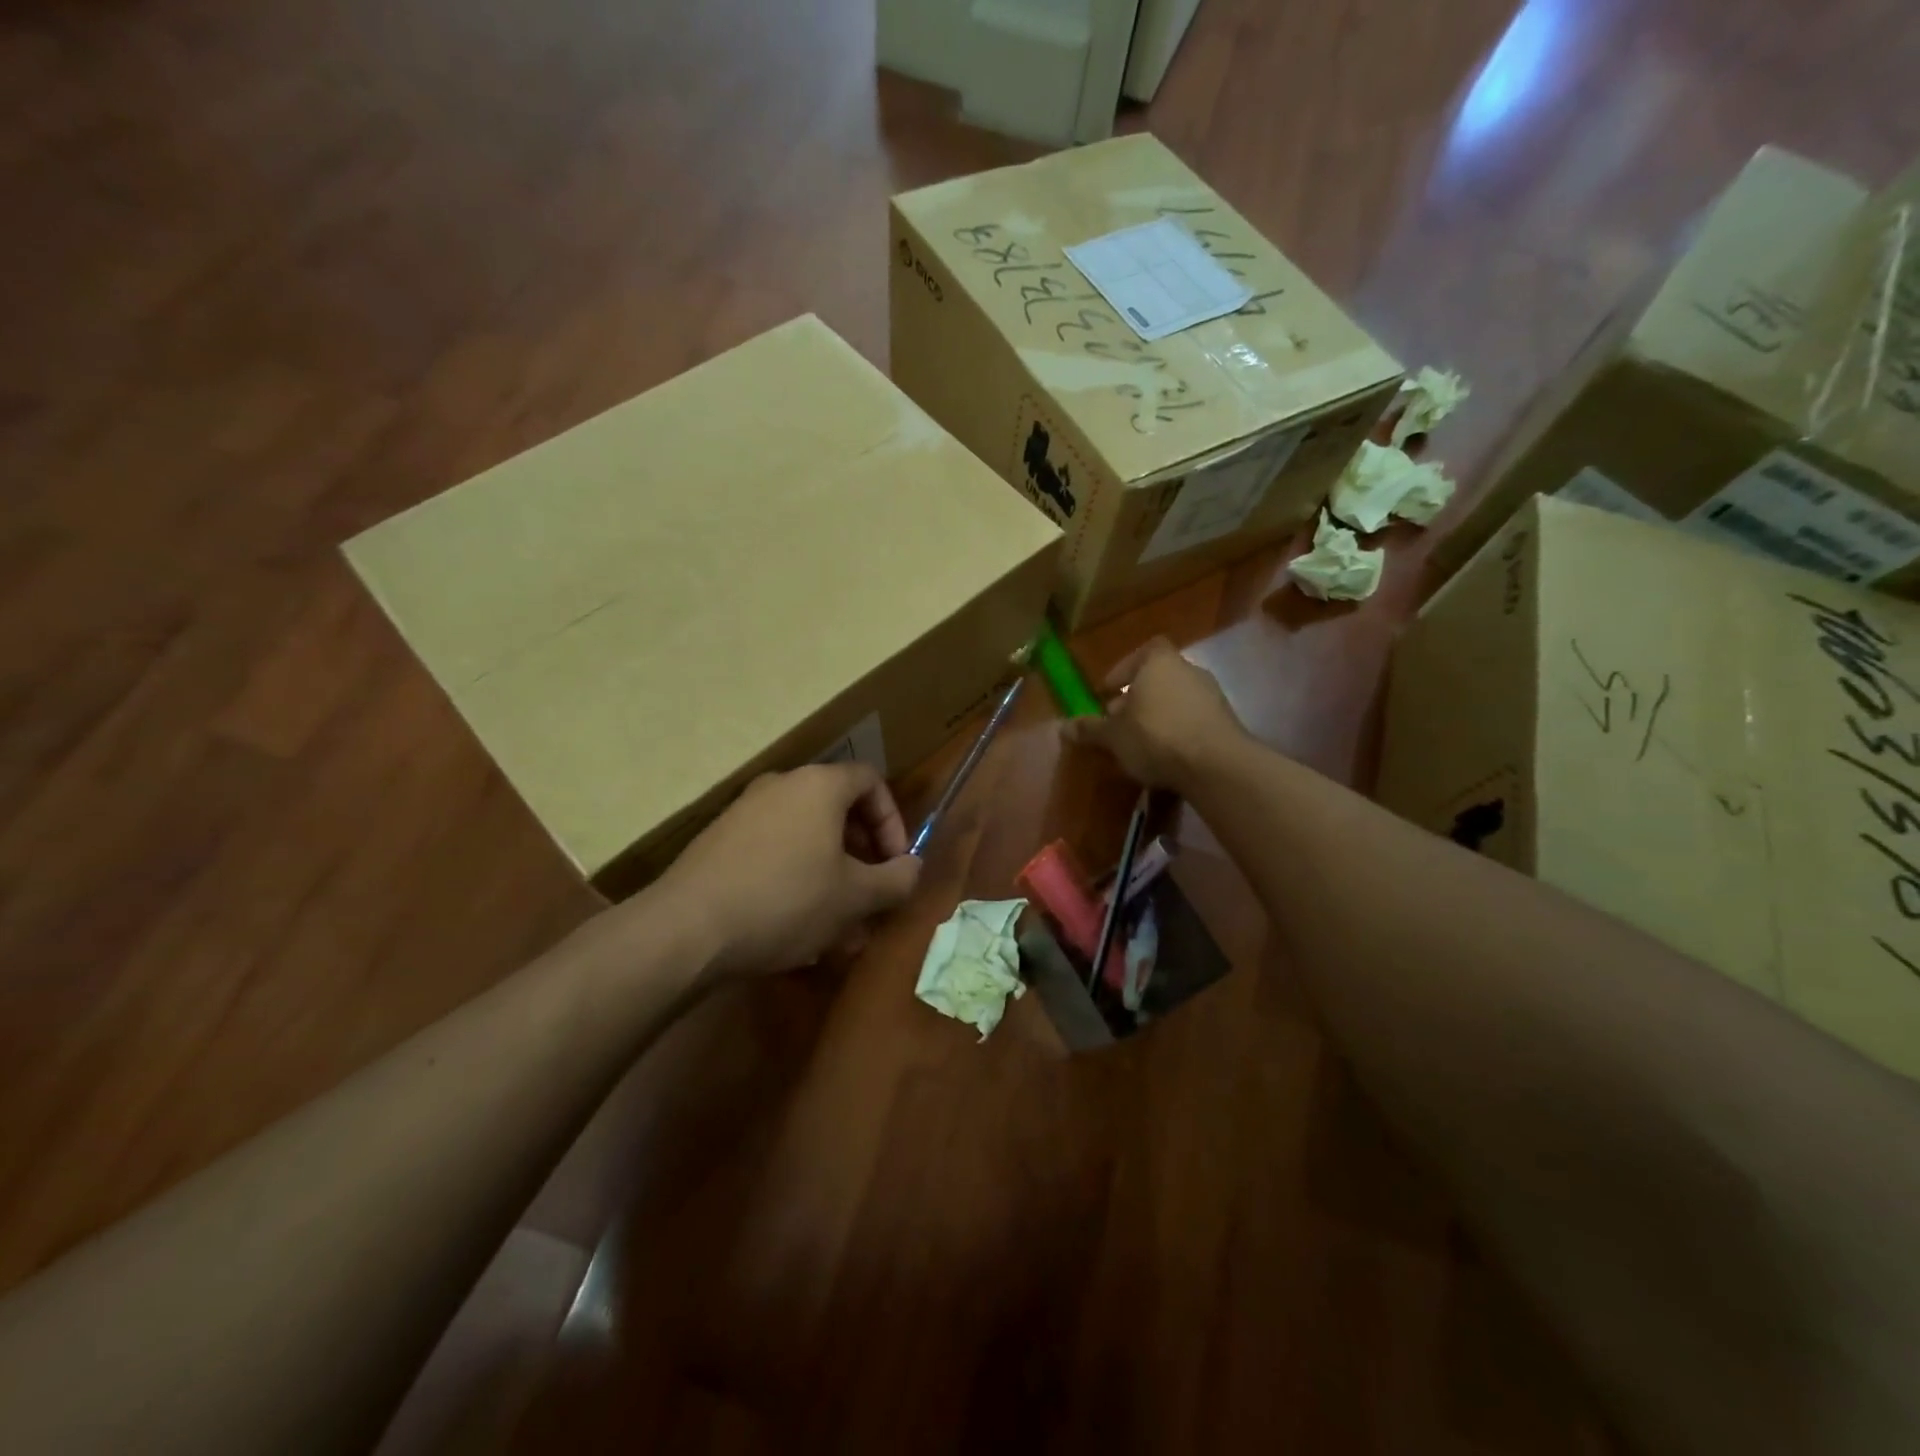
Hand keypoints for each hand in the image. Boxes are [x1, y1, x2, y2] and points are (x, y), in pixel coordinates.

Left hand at [659, 762, 922, 979]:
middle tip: (868, 895)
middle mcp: (781, 786)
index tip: (894, 862)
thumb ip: (896, 879)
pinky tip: (794, 927)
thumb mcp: (855, 897)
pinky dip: (794, 878)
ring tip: (836, 925)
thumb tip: (913, 868)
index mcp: (819, 786)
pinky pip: (773, 851)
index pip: (871, 781)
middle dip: (861, 854)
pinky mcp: (719, 841)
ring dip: (830, 874)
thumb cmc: (786, 901)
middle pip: (837, 810)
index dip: (892, 820)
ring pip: (805, 837)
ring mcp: (745, 811)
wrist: (687, 927)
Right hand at [1061, 637, 1246, 790]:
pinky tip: (1165, 754)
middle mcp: (1189, 670)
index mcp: (1160, 663)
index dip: (1125, 668)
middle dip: (1137, 697)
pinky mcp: (1225, 721)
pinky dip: (1178, 729)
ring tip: (1139, 741)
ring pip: (1176, 698)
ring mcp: (1211, 695)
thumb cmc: (1156, 736)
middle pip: (1159, 677)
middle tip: (1118, 720)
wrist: (1215, 765)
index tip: (1109, 690)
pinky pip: (1193, 718)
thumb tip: (1063, 727)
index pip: (1144, 651)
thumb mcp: (1114, 736)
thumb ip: (1090, 729)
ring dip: (1157, 714)